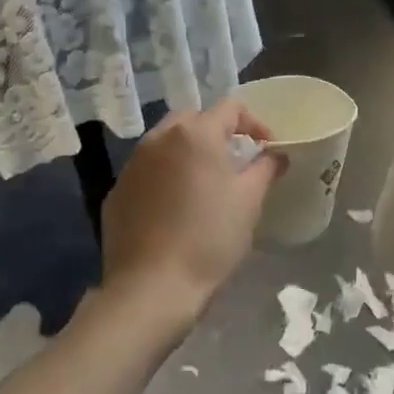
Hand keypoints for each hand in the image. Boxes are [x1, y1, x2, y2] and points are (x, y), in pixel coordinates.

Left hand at [99, 99, 281, 326]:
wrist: (151, 286)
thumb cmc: (209, 238)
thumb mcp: (249, 202)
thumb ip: (266, 168)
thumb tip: (276, 154)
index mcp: (195, 134)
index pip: (230, 107)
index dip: (254, 123)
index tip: (266, 148)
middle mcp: (159, 139)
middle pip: (193, 119)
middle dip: (218, 132)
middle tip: (236, 161)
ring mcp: (132, 164)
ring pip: (166, 143)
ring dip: (188, 153)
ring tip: (205, 183)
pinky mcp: (116, 191)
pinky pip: (147, 170)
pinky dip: (165, 176)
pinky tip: (176, 207)